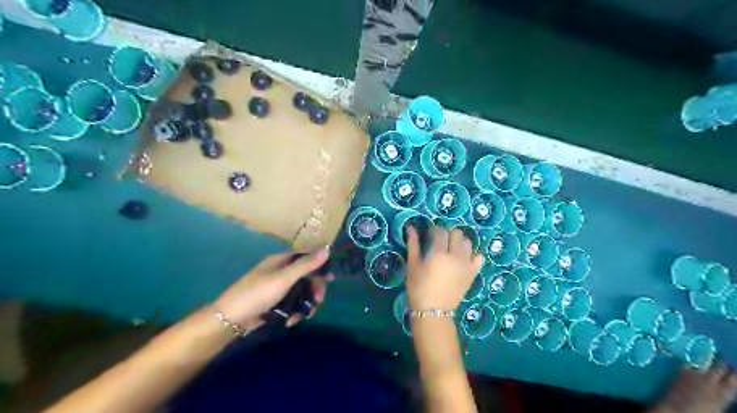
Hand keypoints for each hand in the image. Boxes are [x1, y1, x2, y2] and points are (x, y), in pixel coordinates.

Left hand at [211, 250, 328, 330]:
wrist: (230, 319)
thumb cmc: (258, 294)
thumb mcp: (284, 279)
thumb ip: (306, 265)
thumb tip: (327, 249)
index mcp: (281, 261)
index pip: (307, 258)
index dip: (319, 267)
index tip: (330, 279)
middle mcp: (280, 272)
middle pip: (305, 277)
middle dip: (313, 290)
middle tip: (318, 302)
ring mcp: (276, 288)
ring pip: (300, 292)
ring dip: (305, 304)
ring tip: (304, 316)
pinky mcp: (273, 303)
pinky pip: (291, 304)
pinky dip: (294, 312)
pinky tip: (291, 321)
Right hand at [402, 225, 484, 310]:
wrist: (433, 311)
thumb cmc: (418, 288)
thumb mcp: (413, 265)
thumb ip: (413, 245)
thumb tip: (411, 227)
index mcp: (439, 253)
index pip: (440, 232)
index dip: (435, 230)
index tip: (430, 234)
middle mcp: (456, 256)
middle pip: (456, 234)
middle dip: (448, 234)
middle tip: (440, 242)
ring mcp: (467, 265)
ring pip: (468, 243)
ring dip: (460, 242)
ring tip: (451, 249)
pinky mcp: (473, 274)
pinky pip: (478, 258)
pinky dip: (472, 255)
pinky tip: (464, 259)